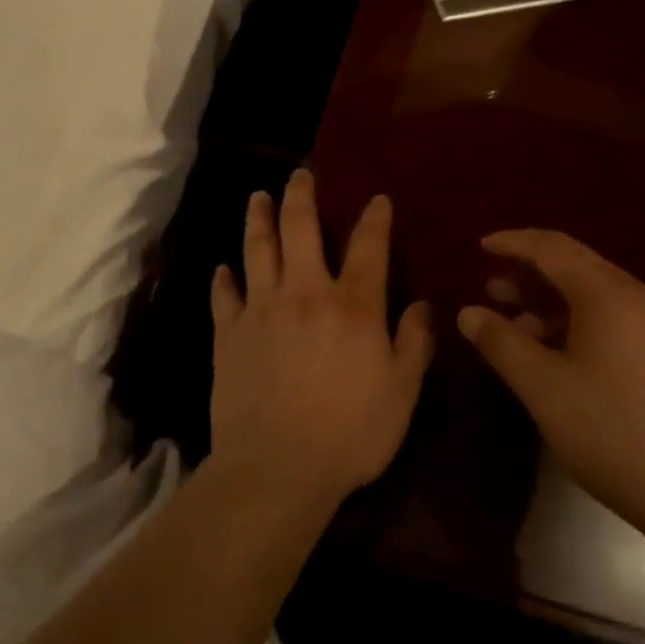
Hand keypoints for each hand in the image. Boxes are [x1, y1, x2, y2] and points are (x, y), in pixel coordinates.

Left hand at [209, 169, 433, 511]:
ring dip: (257, 219)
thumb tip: (422, 305)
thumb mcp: (401, 393)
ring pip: (257, 250)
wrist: (276, 468)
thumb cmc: (350, 433)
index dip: (374, 219)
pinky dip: (223, 279)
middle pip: (300, 229)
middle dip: (301, 196)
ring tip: (257, 197)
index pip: (368, 247)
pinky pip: (223, 296)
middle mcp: (305, 293)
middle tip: (299, 175)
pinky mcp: (229, 334)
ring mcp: (261, 310)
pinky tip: (222, 269)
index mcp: (352, 305)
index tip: (377, 199)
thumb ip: (413, 343)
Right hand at [458, 230, 644, 550]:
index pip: (553, 248)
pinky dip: (582, 322)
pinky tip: (564, 357)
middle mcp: (642, 298)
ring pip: (599, 296)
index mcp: (610, 296)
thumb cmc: (615, 434)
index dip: (514, 243)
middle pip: (577, 267)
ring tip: (521, 328)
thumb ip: (502, 343)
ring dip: (555, 303)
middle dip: (531, 274)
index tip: (482, 247)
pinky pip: (620, 319)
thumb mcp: (544, 388)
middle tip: (492, 290)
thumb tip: (468, 312)